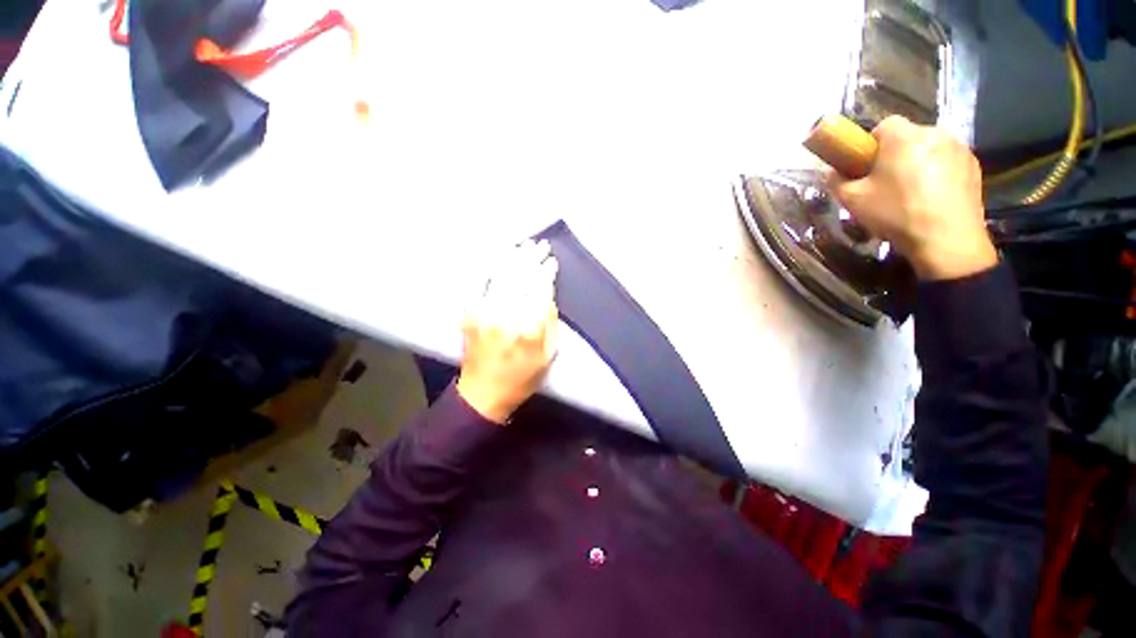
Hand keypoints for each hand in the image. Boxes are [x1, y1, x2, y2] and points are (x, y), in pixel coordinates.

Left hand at [457, 240, 559, 423]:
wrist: (483, 393)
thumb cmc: (522, 377)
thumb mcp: (548, 355)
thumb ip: (550, 322)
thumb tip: (547, 293)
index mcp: (528, 328)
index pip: (538, 289)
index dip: (545, 272)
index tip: (551, 261)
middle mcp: (504, 315)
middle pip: (519, 277)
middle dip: (531, 257)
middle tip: (540, 245)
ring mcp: (482, 312)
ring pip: (498, 275)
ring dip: (511, 256)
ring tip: (522, 245)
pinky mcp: (468, 313)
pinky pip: (475, 283)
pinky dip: (485, 267)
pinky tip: (494, 255)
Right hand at [827, 115, 996, 280]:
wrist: (946, 240)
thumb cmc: (895, 214)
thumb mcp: (853, 201)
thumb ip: (836, 181)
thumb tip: (831, 172)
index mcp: (903, 137)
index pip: (883, 125)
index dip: (870, 144)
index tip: (865, 167)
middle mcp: (935, 133)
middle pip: (907, 137)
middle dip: (895, 154)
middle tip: (885, 183)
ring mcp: (959, 148)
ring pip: (929, 149)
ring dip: (917, 163)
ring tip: (910, 192)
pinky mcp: (974, 166)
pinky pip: (947, 161)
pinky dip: (937, 173)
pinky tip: (930, 197)